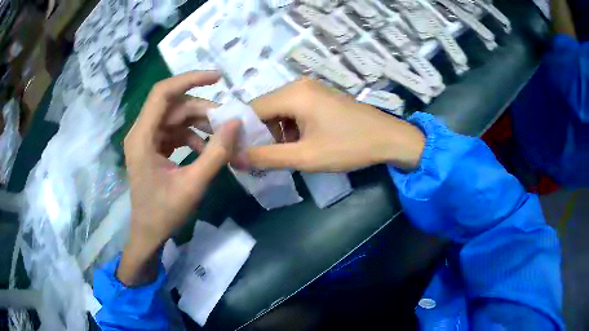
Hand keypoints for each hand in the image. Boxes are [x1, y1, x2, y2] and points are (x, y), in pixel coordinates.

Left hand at [118, 72, 239, 284]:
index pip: (163, 93)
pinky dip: (193, 136)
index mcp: (142, 137)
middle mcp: (141, 132)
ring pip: (177, 118)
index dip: (190, 79)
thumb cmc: (164, 213)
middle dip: (203, 110)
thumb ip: (216, 153)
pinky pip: (176, 131)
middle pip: (174, 106)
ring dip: (200, 124)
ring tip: (222, 137)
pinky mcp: (153, 147)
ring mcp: (147, 140)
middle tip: (229, 122)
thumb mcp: (193, 185)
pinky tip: (207, 149)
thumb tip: (237, 123)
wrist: (148, 234)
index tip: (218, 78)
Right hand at [247, 78, 425, 171]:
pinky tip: (297, 146)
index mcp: (293, 94)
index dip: (241, 133)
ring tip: (280, 156)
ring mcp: (310, 89)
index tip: (238, 155)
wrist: (389, 139)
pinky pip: (292, 111)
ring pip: (278, 111)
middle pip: (264, 109)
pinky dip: (288, 129)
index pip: (251, 110)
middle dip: (259, 134)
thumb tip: (234, 158)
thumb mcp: (305, 156)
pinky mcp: (319, 97)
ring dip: (275, 134)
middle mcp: (298, 85)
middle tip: (258, 160)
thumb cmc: (349, 146)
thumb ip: (266, 157)